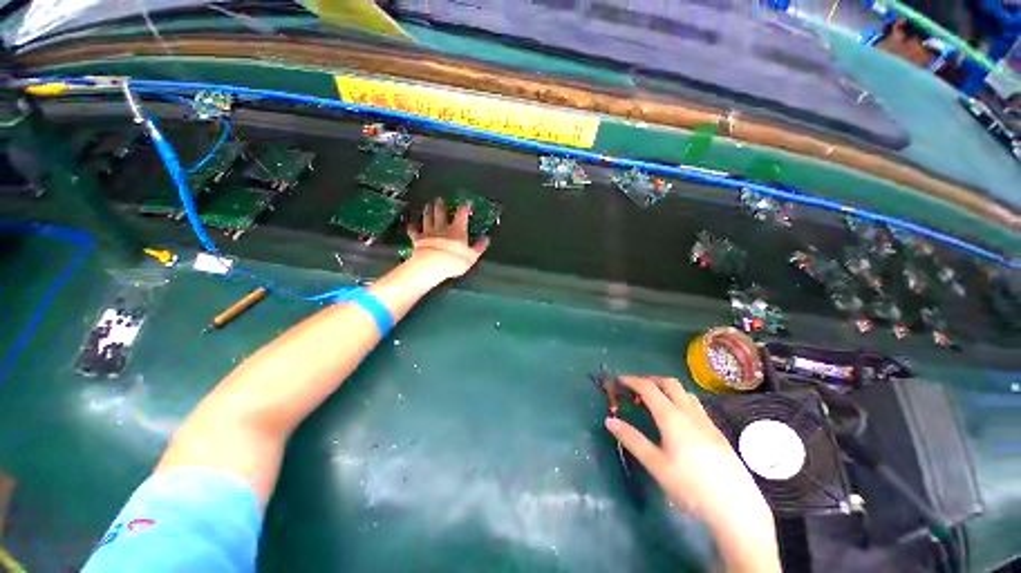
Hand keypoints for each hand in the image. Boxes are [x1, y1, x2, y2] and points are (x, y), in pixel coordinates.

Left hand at [407, 198, 489, 279]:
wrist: (433, 264)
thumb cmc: (454, 260)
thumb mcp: (472, 256)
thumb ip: (479, 247)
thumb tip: (486, 239)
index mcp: (457, 230)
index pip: (461, 214)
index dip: (464, 207)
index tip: (466, 203)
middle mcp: (442, 227)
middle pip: (441, 212)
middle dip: (441, 205)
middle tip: (440, 199)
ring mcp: (429, 232)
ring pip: (428, 218)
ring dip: (428, 211)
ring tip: (428, 205)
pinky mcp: (418, 239)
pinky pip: (414, 231)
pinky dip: (413, 227)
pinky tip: (411, 224)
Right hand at [605, 376, 779, 572]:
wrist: (736, 507)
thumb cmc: (691, 486)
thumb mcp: (656, 465)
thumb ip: (632, 440)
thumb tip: (610, 421)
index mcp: (672, 417)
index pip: (648, 388)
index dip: (632, 380)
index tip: (619, 380)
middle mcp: (689, 413)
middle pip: (670, 383)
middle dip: (651, 380)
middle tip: (637, 388)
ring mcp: (706, 421)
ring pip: (685, 393)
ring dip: (667, 389)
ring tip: (656, 401)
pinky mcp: (717, 432)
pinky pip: (695, 405)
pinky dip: (680, 400)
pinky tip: (679, 420)